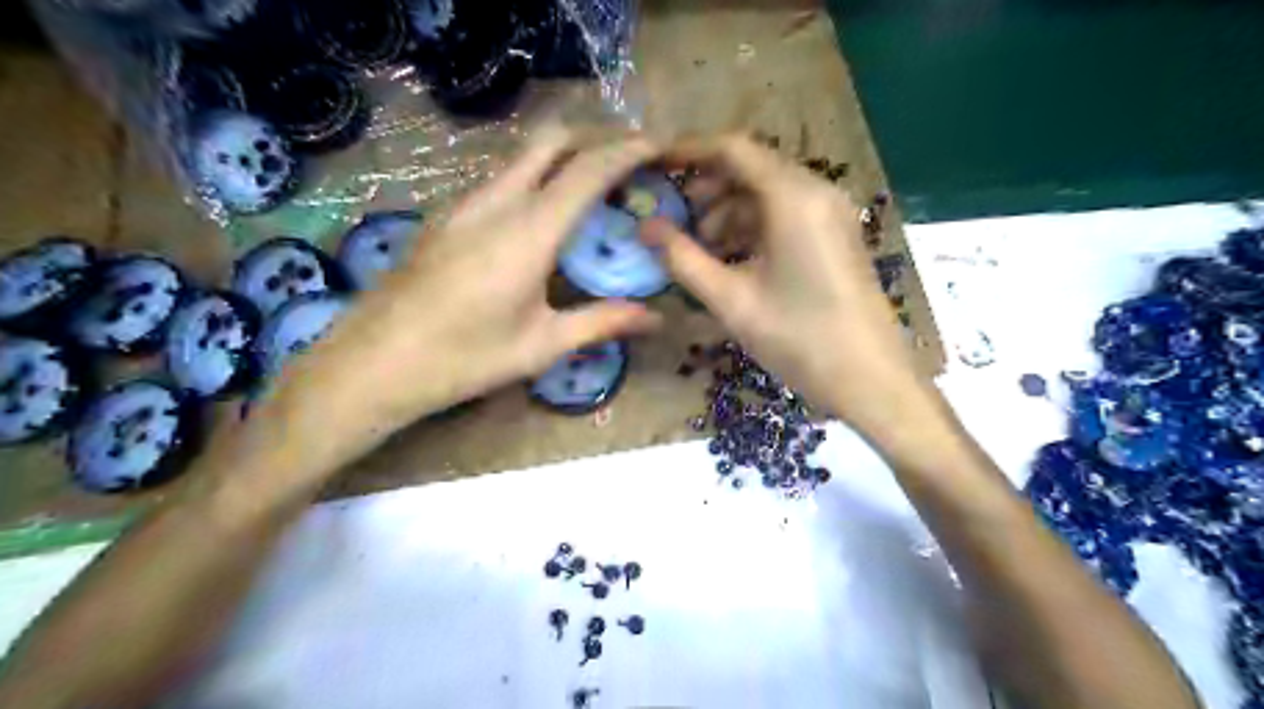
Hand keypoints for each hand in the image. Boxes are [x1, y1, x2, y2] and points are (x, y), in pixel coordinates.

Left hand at [261, 131, 665, 479]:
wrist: (375, 363)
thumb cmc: (465, 358)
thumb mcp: (543, 345)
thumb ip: (602, 322)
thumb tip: (656, 318)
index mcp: (530, 230)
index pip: (589, 169)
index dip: (629, 150)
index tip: (659, 147)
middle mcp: (498, 201)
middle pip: (552, 140)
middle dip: (595, 140)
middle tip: (627, 168)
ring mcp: (465, 203)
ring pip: (523, 157)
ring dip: (563, 159)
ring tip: (592, 194)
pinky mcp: (447, 216)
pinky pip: (501, 179)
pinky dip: (534, 179)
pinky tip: (541, 219)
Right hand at [643, 136, 926, 440]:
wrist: (870, 380)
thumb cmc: (798, 338)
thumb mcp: (731, 300)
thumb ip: (683, 259)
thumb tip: (645, 226)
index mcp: (793, 198)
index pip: (733, 149)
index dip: (688, 151)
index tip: (654, 165)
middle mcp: (817, 192)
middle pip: (752, 168)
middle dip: (708, 188)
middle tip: (674, 219)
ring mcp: (832, 214)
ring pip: (769, 193)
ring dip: (729, 211)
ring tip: (700, 249)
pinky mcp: (836, 236)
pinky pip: (787, 215)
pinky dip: (754, 227)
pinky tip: (734, 260)